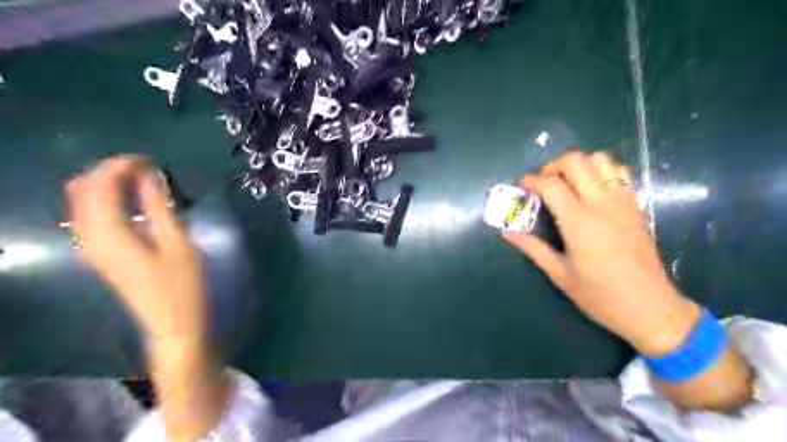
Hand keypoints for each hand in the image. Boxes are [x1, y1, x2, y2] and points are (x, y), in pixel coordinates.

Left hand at [63, 157, 202, 338]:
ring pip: (82, 201)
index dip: (121, 166)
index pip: (101, 185)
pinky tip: (128, 201)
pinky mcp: (99, 253)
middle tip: (145, 168)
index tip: (149, 160)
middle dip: (110, 171)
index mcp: (110, 234)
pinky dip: (104, 199)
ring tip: (139, 180)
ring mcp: (91, 247)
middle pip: (83, 189)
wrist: (170, 322)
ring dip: (106, 184)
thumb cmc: (181, 285)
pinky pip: (89, 215)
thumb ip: (160, 209)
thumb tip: (151, 177)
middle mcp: (90, 237)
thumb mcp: (178, 244)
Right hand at [500, 153, 696, 354]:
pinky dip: (601, 171)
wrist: (651, 308)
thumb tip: (507, 233)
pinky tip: (591, 189)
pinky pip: (619, 173)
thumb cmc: (600, 295)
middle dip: (552, 166)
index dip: (531, 180)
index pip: (550, 185)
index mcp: (579, 222)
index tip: (521, 186)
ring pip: (600, 160)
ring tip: (565, 182)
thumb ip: (532, 248)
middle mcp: (602, 204)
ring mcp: (623, 202)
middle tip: (541, 183)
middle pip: (575, 162)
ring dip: (578, 164)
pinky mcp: (636, 206)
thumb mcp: (559, 274)